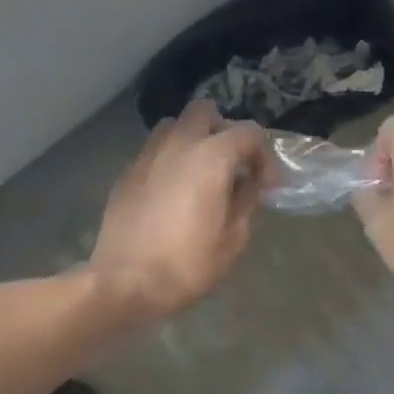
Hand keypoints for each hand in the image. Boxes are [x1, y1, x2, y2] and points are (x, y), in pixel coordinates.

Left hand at [91, 100, 271, 321]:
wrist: (125, 283)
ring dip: (192, 140)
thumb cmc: (188, 264)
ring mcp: (147, 156)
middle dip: (223, 131)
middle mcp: (178, 144)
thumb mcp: (234, 238)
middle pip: (204, 111)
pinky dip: (169, 159)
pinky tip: (172, 191)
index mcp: (211, 157)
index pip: (249, 132)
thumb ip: (247, 200)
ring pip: (174, 126)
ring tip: (200, 173)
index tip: (267, 184)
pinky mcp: (127, 174)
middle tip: (232, 164)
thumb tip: (249, 183)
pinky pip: (153, 151)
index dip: (265, 155)